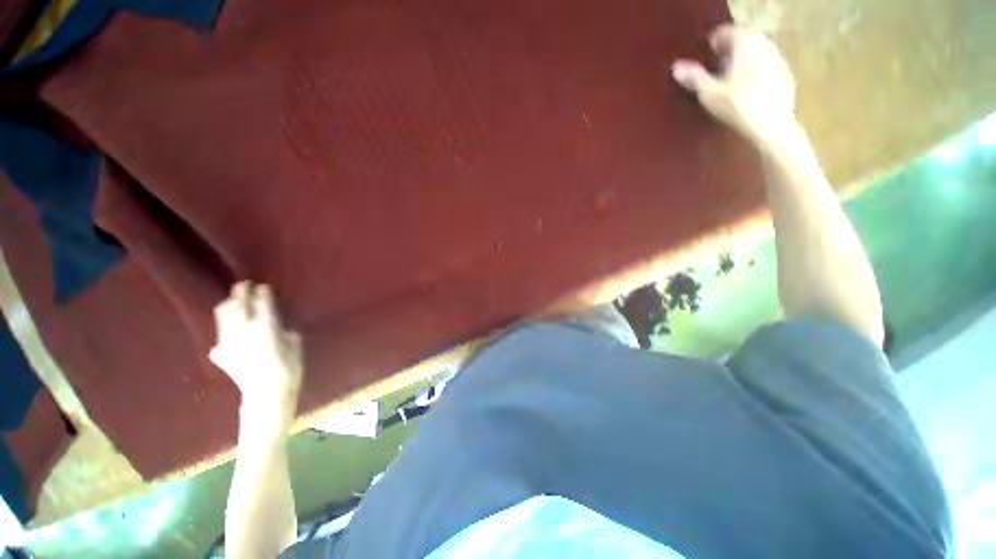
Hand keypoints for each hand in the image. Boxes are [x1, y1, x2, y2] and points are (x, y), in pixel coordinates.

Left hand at [210, 281, 302, 420]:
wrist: (265, 394)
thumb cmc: (288, 369)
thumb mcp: (295, 346)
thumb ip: (286, 332)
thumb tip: (280, 326)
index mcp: (266, 327)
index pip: (261, 302)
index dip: (262, 292)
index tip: (263, 286)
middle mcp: (243, 329)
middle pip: (237, 304)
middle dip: (240, 292)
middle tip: (244, 285)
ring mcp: (228, 340)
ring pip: (223, 315)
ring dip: (228, 305)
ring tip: (233, 300)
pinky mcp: (220, 352)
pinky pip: (220, 333)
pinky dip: (225, 326)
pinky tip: (230, 330)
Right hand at [672, 25, 796, 148]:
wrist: (771, 125)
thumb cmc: (737, 106)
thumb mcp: (709, 93)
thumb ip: (694, 77)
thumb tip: (676, 67)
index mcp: (745, 42)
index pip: (726, 32)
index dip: (713, 44)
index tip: (705, 57)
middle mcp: (764, 43)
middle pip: (743, 40)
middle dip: (729, 52)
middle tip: (715, 70)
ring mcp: (778, 58)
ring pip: (756, 52)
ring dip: (743, 61)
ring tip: (730, 81)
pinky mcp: (786, 74)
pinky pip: (767, 66)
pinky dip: (756, 72)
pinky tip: (748, 91)